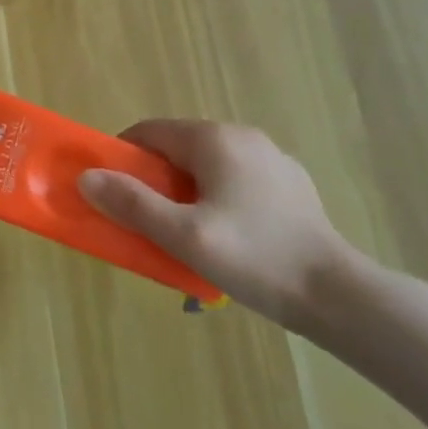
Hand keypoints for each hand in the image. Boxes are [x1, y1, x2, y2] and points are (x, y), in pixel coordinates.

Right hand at [77, 120, 359, 329]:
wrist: (341, 297)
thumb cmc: (255, 258)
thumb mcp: (183, 235)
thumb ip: (132, 204)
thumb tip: (86, 177)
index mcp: (214, 139)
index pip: (148, 132)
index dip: (123, 158)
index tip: (114, 193)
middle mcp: (243, 136)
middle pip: (177, 148)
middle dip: (155, 179)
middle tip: (149, 220)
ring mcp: (272, 159)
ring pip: (207, 165)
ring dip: (186, 191)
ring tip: (188, 234)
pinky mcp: (291, 184)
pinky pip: (237, 180)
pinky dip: (219, 198)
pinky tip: (229, 237)